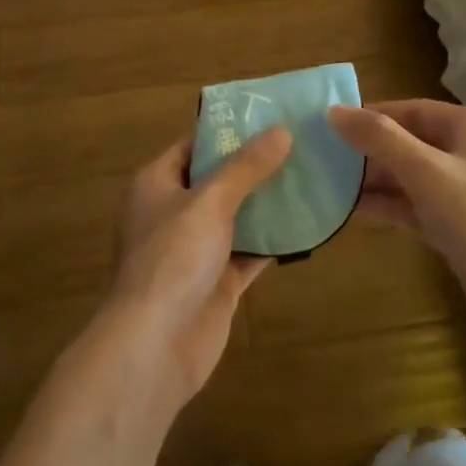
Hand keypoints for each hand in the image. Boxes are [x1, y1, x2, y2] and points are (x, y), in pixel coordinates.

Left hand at [100, 128, 290, 408]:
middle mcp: (174, 212)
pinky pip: (249, 252)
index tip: (269, 117)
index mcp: (157, 184)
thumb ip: (246, 167)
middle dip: (255, 166)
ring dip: (268, 203)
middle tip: (300, 144)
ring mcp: (196, 249)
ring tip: (311, 176)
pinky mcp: (217, 282)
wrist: (154, 347)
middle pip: (219, 179)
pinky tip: (307, 225)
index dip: (228, 131)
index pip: (194, 145)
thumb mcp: (209, 202)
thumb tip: (282, 131)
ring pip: (237, 216)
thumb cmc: (172, 259)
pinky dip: (273, 242)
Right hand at [328, 100, 465, 348]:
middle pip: (410, 141)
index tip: (330, 126)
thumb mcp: (428, 174)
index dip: (371, 115)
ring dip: (375, 179)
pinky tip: (355, 211)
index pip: (411, 109)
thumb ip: (381, 139)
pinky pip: (417, 206)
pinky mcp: (460, 227)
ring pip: (412, 176)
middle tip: (324, 158)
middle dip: (370, 150)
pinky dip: (390, 205)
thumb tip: (334, 111)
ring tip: (331, 184)